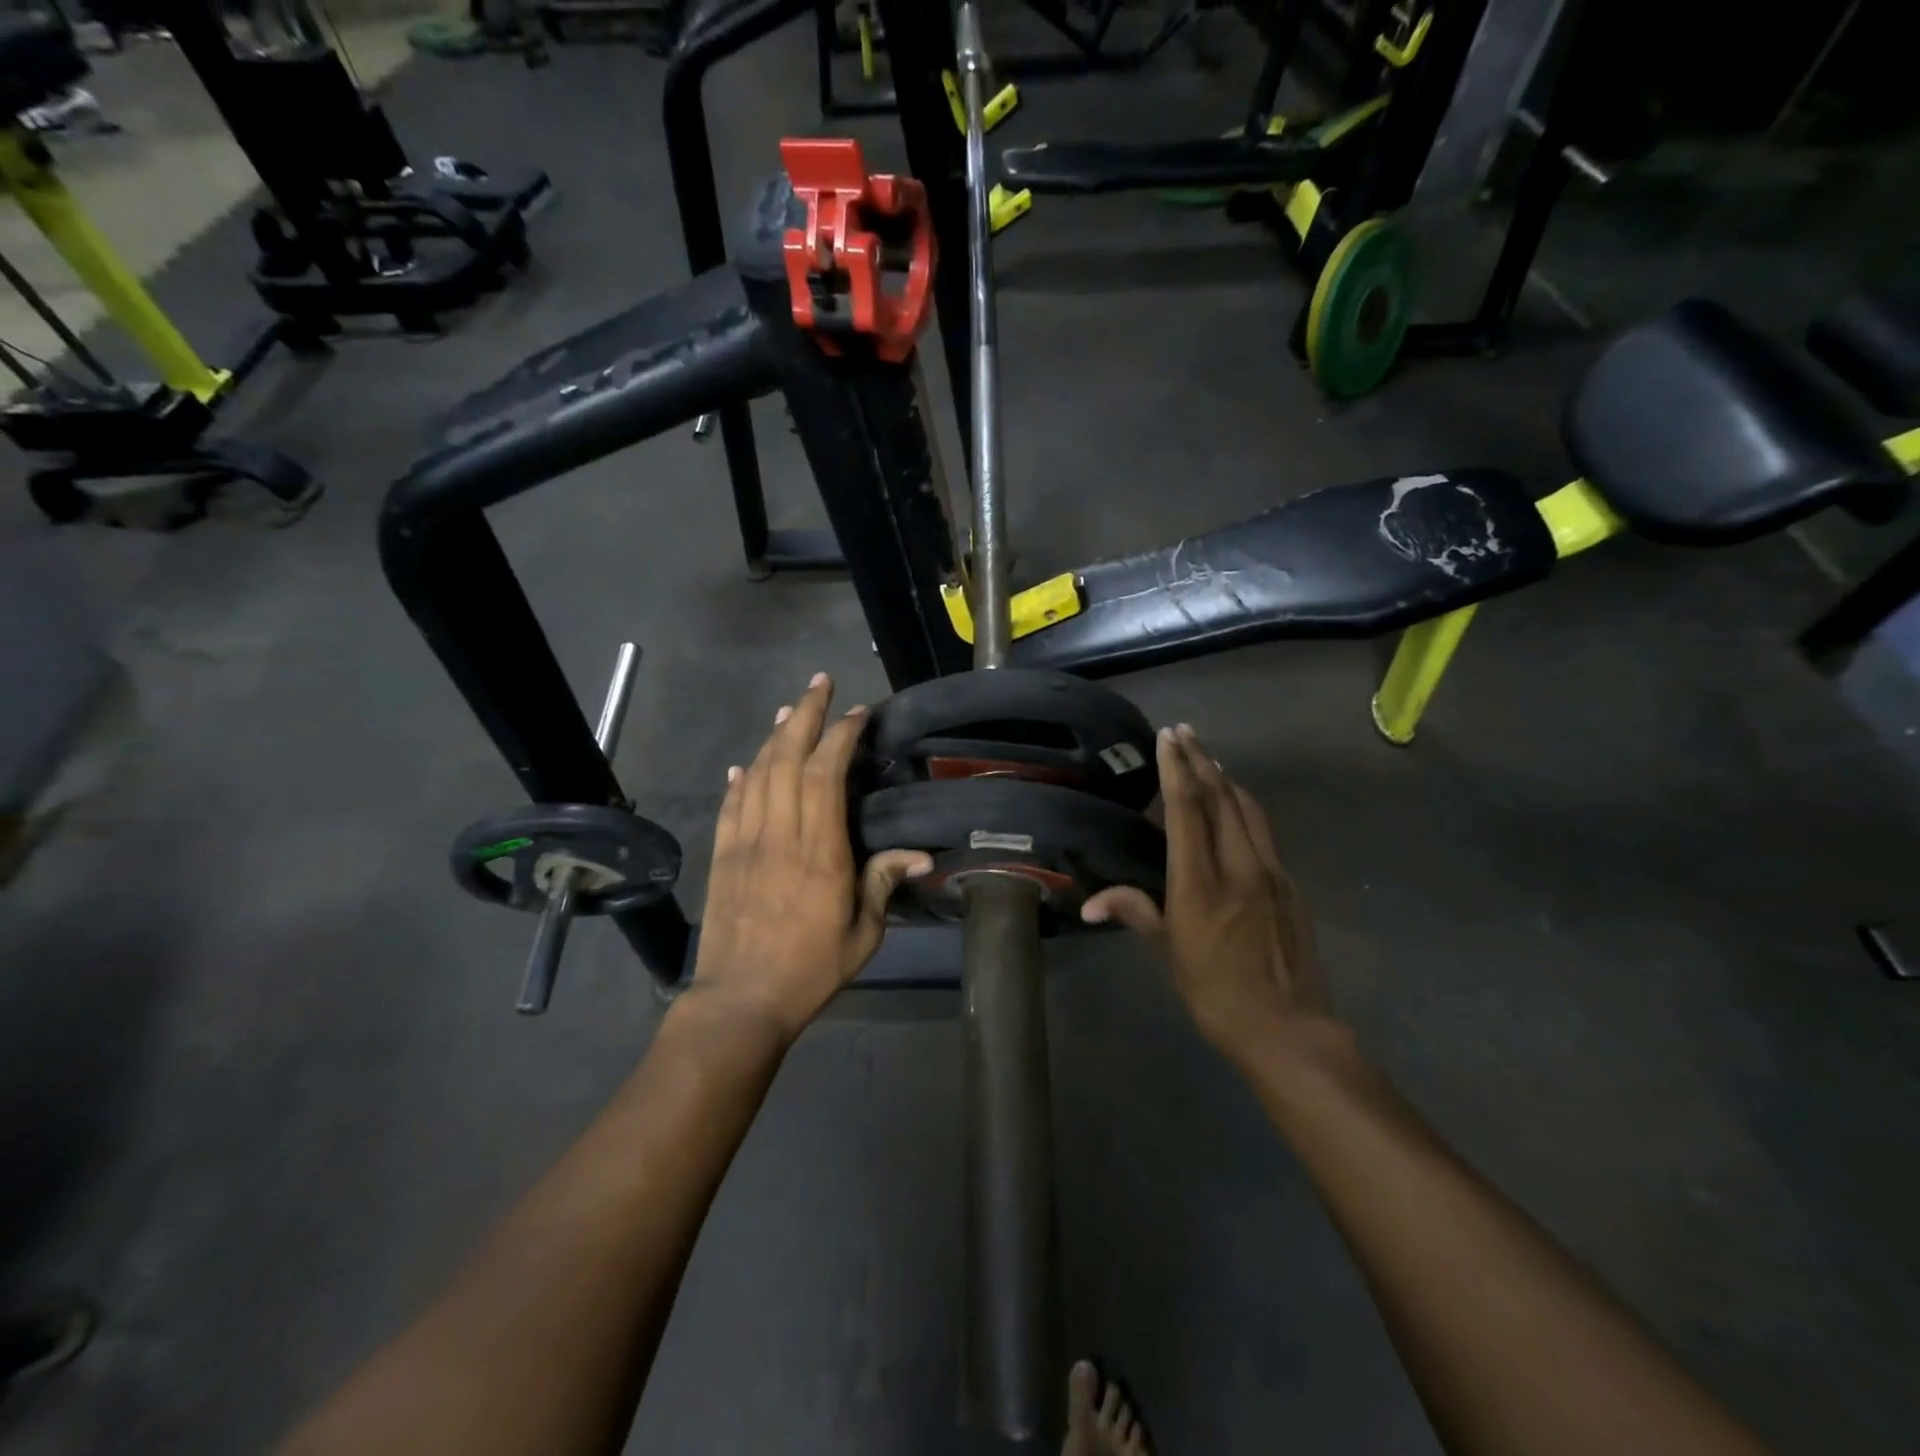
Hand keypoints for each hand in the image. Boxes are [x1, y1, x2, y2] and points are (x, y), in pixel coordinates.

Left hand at [689, 673, 930, 1042]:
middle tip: (821, 683)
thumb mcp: (862, 934)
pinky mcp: (722, 857)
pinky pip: (730, 806)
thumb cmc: (809, 970)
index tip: (858, 713)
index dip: (841, 737)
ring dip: (774, 736)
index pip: (825, 776)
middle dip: (806, 715)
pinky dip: (740, 779)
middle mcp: (780, 836)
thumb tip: (921, 855)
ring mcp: (745, 843)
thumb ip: (883, 884)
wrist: (739, 1001)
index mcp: (819, 852)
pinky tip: (745, 764)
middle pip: (788, 760)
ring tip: (791, 708)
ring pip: (758, 774)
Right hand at [1082, 723, 1325, 1061]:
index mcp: (1200, 882)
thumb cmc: (1215, 993)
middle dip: (1201, 760)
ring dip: (1225, 778)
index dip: (1176, 769)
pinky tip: (1236, 806)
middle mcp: (1238, 866)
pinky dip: (1244, 807)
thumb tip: (1090, 903)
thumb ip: (1136, 912)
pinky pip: (1263, 831)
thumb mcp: (1169, 954)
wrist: (1288, 1028)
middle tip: (1185, 732)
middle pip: (1221, 797)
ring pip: (1248, 809)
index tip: (1168, 737)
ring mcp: (1270, 872)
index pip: (1187, 810)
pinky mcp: (1289, 884)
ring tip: (1208, 758)